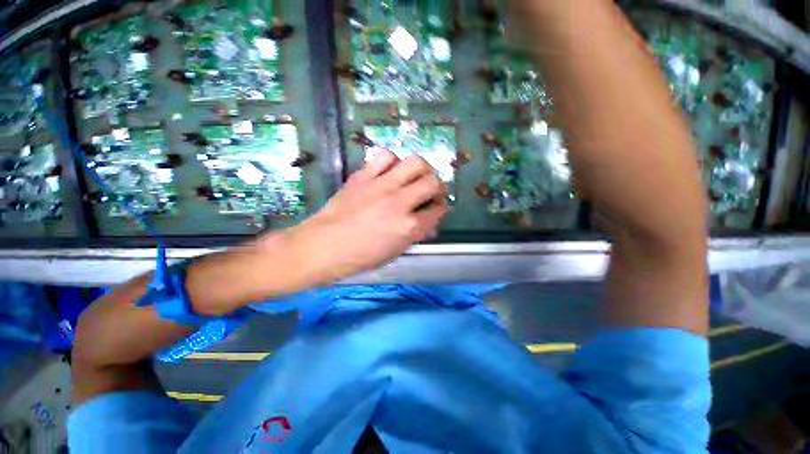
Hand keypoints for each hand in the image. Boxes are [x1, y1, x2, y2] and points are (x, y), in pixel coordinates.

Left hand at [268, 150, 448, 285]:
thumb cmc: (360, 256)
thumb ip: (416, 233)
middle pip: (433, 181)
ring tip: (415, 177)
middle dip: (438, 187)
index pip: (438, 210)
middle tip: (431, 191)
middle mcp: (400, 202)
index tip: (437, 208)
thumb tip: (428, 221)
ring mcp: (381, 185)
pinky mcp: (364, 175)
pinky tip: (390, 172)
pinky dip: (393, 162)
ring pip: (415, 162)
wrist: (323, 245)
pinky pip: (385, 157)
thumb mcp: (395, 251)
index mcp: (408, 227)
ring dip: (420, 169)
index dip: (441, 209)